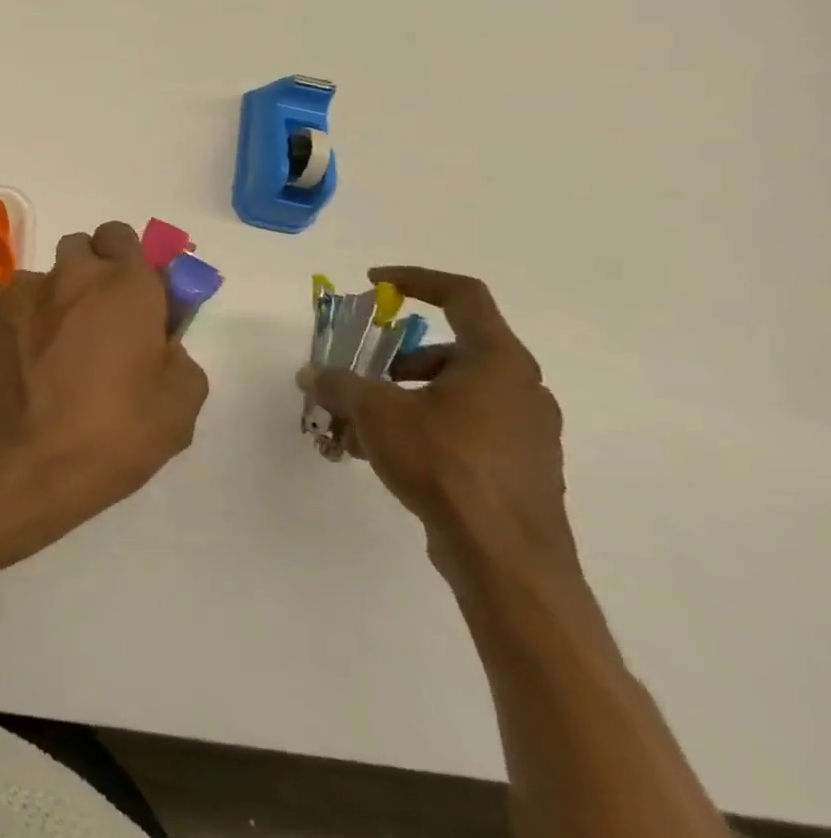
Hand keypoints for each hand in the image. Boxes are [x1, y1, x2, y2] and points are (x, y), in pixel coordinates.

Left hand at [0, 220, 208, 553]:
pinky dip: (22, 324)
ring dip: (55, 301)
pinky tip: (22, 368)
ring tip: (54, 354)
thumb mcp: (176, 411)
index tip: (135, 297)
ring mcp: (20, 294)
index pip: (124, 236)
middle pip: (81, 248)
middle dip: (92, 272)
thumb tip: (160, 345)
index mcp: (123, 287)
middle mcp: (69, 276)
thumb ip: (178, 359)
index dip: (130, 261)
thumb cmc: (106, 438)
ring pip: (44, 280)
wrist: (11, 464)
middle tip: (98, 322)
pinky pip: (13, 307)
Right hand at [302, 267, 574, 590]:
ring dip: (401, 398)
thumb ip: (338, 384)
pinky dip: (421, 428)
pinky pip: (462, 428)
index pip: (463, 296)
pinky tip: (383, 456)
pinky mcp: (518, 466)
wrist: (505, 557)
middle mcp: (521, 388)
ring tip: (357, 427)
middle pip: (449, 350)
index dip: (415, 280)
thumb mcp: (374, 412)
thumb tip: (311, 374)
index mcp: (497, 361)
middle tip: (359, 377)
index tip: (374, 283)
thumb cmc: (444, 463)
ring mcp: (525, 430)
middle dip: (393, 359)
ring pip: (452, 393)